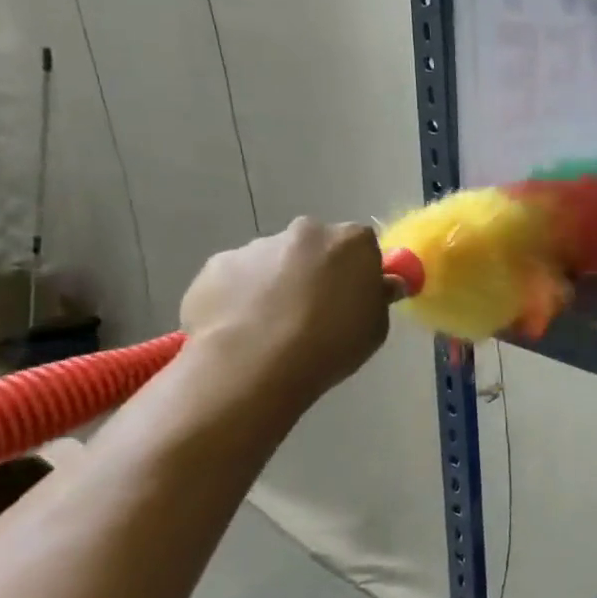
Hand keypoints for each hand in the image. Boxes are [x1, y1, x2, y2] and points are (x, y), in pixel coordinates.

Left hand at [180, 217, 390, 403]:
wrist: (253, 365)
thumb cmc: (330, 345)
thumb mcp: (375, 327)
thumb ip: (378, 298)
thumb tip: (381, 285)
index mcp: (350, 241)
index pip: (362, 245)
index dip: (358, 269)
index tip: (354, 295)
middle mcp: (305, 232)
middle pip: (315, 246)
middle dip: (315, 269)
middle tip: (313, 309)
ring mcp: (255, 246)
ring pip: (273, 261)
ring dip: (276, 283)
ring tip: (271, 328)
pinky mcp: (214, 266)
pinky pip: (235, 279)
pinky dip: (240, 297)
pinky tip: (241, 330)